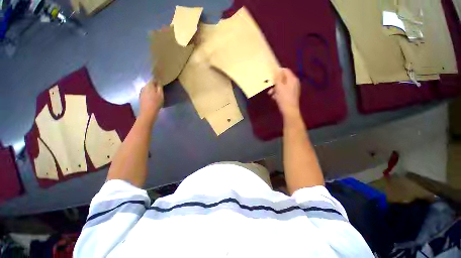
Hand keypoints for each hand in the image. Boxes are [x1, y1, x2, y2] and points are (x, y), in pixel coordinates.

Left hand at [139, 80, 163, 120]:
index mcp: (149, 85)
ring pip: (147, 89)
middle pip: (150, 84)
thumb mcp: (160, 94)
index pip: (153, 79)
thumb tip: (159, 81)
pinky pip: (146, 93)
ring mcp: (141, 92)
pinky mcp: (140, 97)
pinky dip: (149, 94)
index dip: (157, 80)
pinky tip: (152, 98)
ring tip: (157, 94)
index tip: (161, 83)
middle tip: (160, 89)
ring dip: (151, 90)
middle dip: (154, 85)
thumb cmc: (156, 102)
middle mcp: (144, 87)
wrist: (148, 112)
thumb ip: (159, 87)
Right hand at [268, 68, 300, 119]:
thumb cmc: (284, 97)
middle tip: (269, 86)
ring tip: (270, 94)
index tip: (271, 75)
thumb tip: (276, 70)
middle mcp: (294, 82)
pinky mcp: (291, 95)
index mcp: (292, 79)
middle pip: (283, 78)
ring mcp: (293, 89)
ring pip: (282, 85)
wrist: (289, 110)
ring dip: (275, 88)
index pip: (285, 70)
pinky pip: (283, 91)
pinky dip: (278, 93)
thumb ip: (277, 78)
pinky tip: (274, 97)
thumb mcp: (279, 87)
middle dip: (275, 82)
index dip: (278, 71)